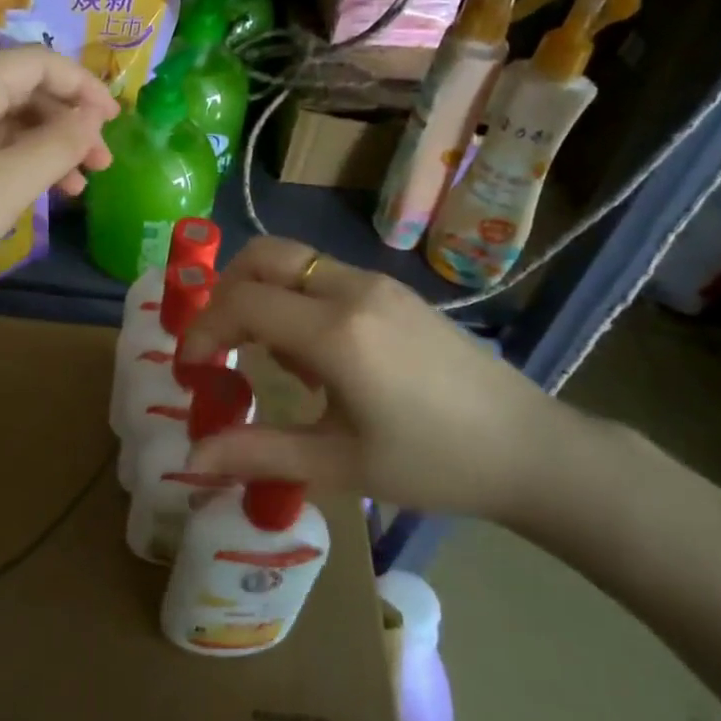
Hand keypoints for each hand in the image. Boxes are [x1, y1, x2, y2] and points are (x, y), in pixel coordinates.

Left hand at [0, 47, 117, 298]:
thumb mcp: (7, 183)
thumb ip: (58, 144)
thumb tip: (91, 116)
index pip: (39, 62)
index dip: (85, 87)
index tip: (116, 122)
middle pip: (21, 90)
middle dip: (67, 123)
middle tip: (100, 165)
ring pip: (1, 120)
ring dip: (43, 146)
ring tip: (75, 186)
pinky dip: (11, 161)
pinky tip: (31, 190)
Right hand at [179, 237, 585, 520]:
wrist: (529, 448)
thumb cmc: (433, 464)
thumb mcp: (339, 464)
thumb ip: (258, 453)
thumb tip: (191, 463)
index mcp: (335, 332)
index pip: (241, 303)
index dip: (203, 329)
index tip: (190, 368)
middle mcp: (351, 289)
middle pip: (262, 256)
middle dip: (225, 291)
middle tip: (219, 343)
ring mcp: (377, 283)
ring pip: (294, 260)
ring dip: (262, 293)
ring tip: (271, 357)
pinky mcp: (394, 290)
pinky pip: (324, 275)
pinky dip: (296, 297)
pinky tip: (316, 354)